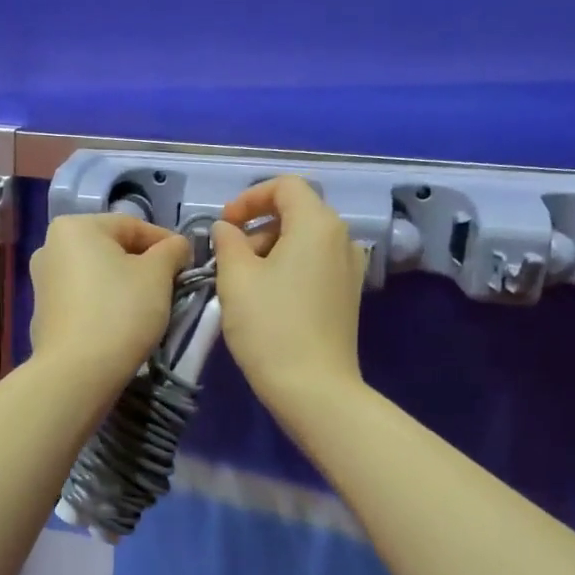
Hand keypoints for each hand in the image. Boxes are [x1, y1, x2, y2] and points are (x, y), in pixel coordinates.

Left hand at [29, 214, 191, 390]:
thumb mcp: (158, 275)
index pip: (132, 226)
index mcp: (75, 227)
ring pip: (97, 274)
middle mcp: (50, 246)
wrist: (77, 372)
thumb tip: (177, 246)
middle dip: (144, 264)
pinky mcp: (43, 312)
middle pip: (112, 248)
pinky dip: (104, 303)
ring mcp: (42, 281)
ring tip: (149, 306)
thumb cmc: (121, 312)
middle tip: (171, 286)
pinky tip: (121, 323)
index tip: (188, 264)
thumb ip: (172, 250)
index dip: (166, 243)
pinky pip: (83, 297)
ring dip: (124, 284)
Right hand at [212, 177, 368, 419]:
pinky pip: (315, 263)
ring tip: (243, 280)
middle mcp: (341, 238)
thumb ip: (227, 242)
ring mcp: (349, 268)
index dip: (250, 198)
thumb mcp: (236, 278)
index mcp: (317, 225)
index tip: (225, 224)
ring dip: (270, 247)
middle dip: (258, 225)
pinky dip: (288, 266)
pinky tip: (266, 297)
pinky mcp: (347, 294)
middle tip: (229, 256)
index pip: (285, 186)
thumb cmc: (270, 326)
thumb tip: (226, 229)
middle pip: (297, 211)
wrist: (313, 388)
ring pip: (305, 239)